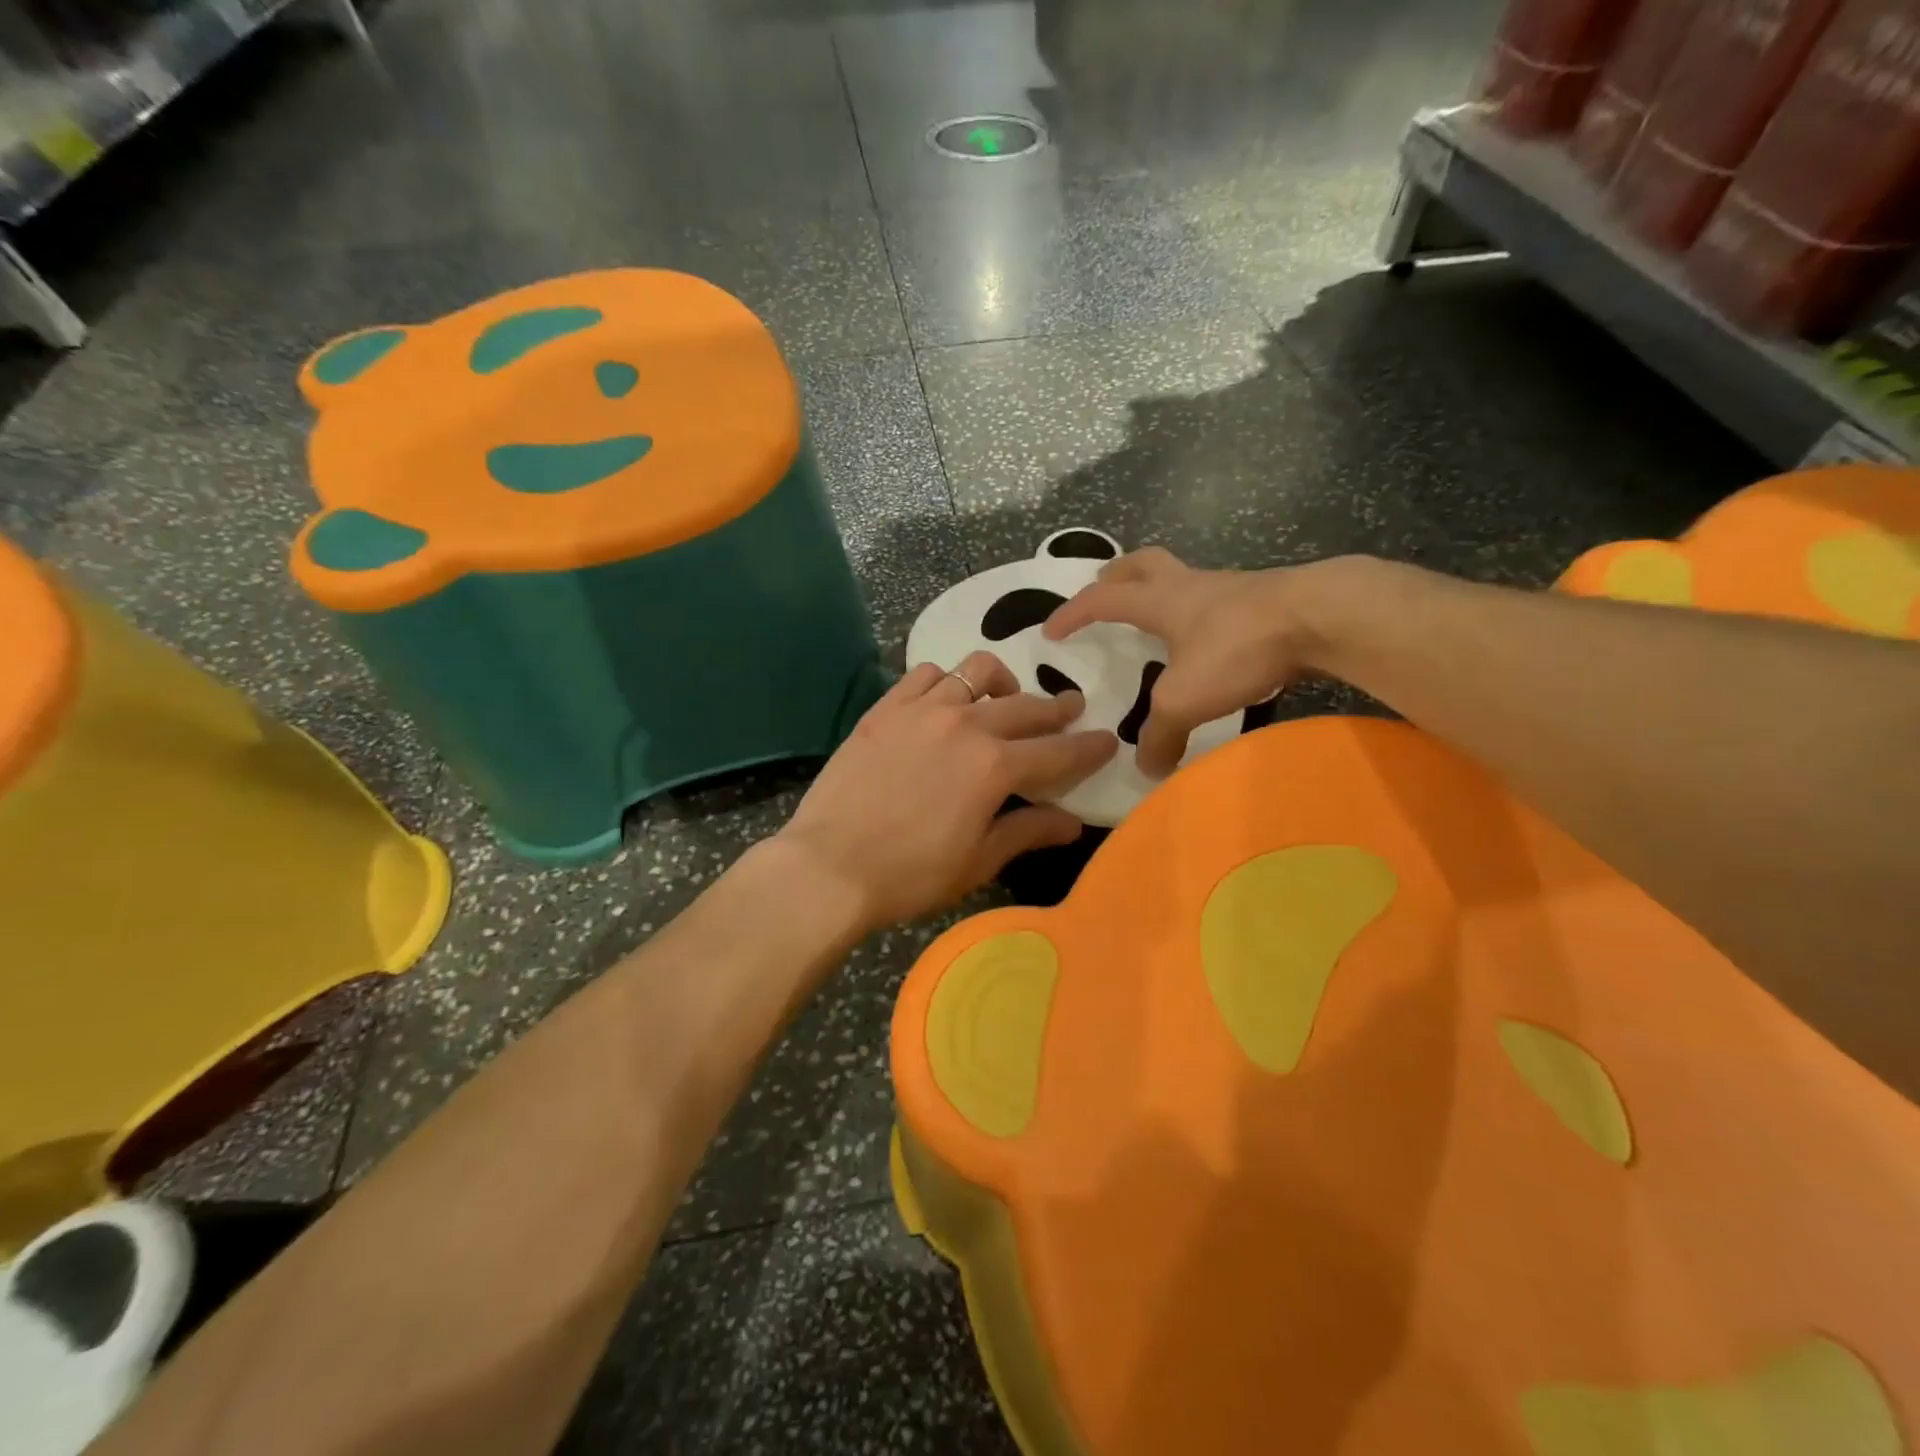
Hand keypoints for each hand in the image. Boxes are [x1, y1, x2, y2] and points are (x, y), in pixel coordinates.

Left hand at [775, 652, 1118, 931]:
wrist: (829, 866)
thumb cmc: (910, 875)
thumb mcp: (978, 861)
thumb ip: (1028, 832)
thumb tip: (1072, 822)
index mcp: (995, 766)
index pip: (1058, 751)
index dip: (1088, 747)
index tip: (1108, 739)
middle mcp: (965, 725)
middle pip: (1025, 706)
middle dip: (1057, 709)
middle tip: (1071, 710)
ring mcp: (922, 710)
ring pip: (976, 672)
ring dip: (1003, 683)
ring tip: (1005, 697)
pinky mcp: (885, 708)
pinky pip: (926, 674)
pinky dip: (946, 680)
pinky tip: (946, 698)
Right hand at [1044, 546, 1333, 776]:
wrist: (1321, 618)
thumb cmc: (1237, 648)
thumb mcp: (1185, 700)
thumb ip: (1159, 734)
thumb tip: (1146, 769)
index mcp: (1161, 601)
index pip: (1102, 600)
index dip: (1073, 613)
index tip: (1050, 630)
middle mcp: (1191, 586)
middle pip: (1144, 564)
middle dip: (1118, 574)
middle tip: (1103, 587)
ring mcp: (1232, 589)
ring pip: (1185, 579)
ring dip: (1164, 592)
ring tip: (1158, 621)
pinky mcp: (1266, 602)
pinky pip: (1220, 601)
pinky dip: (1203, 616)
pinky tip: (1211, 643)